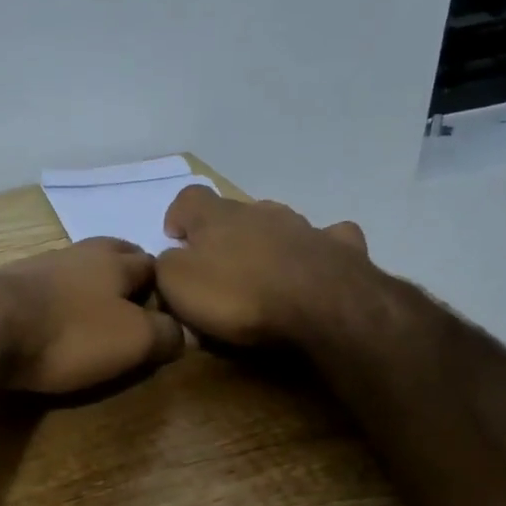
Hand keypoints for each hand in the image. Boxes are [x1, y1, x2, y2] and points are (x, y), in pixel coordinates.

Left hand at [0, 238, 185, 393]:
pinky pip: (43, 284)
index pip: (151, 263)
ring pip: (75, 266)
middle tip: (133, 294)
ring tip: (93, 305)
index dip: (162, 283)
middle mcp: (77, 254)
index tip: (165, 305)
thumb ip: (164, 334)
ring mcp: (37, 266)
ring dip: (88, 281)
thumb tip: (181, 333)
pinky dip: (55, 295)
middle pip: (112, 252)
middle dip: (126, 269)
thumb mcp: (132, 341)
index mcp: (115, 262)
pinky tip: (51, 312)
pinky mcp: (5, 285)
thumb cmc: (70, 333)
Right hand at [155, 187, 370, 347]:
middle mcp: (261, 211)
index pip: (189, 198)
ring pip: (279, 224)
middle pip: (235, 212)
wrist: (321, 307)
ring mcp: (305, 226)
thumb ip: (165, 266)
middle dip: (225, 234)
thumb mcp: (178, 284)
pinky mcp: (340, 248)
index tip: (175, 238)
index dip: (178, 215)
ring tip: (263, 276)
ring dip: (267, 242)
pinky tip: (313, 267)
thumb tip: (168, 260)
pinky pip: (327, 240)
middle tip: (218, 268)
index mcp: (217, 217)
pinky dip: (315, 251)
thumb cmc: (238, 296)